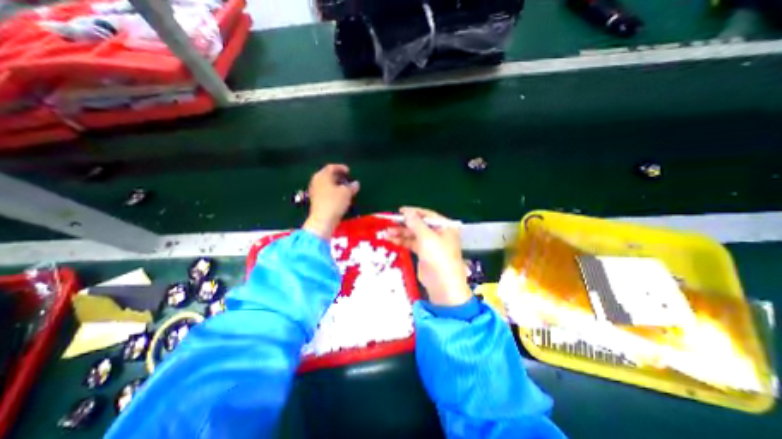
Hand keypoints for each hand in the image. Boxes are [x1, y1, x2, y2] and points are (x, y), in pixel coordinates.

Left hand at [301, 165, 360, 240]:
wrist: (322, 220)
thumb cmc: (334, 202)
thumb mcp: (346, 193)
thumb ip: (352, 186)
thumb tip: (356, 183)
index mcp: (323, 175)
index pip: (331, 167)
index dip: (341, 168)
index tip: (349, 171)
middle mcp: (316, 180)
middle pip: (327, 175)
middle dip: (338, 176)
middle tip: (347, 179)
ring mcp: (314, 190)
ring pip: (326, 184)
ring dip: (335, 184)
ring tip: (344, 188)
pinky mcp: (315, 200)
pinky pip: (324, 191)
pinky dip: (332, 191)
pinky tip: (339, 196)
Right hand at [387, 208, 468, 305]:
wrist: (443, 285)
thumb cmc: (439, 257)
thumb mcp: (426, 237)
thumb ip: (415, 223)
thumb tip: (407, 211)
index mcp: (444, 226)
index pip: (427, 215)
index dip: (413, 212)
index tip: (399, 211)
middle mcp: (438, 233)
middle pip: (419, 225)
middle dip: (404, 224)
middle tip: (389, 223)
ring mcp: (431, 244)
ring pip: (414, 234)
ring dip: (401, 233)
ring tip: (387, 232)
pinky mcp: (424, 253)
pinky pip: (412, 244)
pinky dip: (403, 241)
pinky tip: (392, 240)